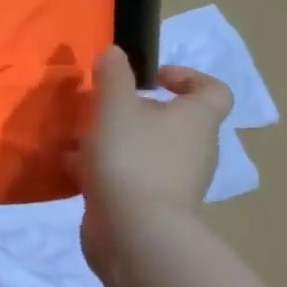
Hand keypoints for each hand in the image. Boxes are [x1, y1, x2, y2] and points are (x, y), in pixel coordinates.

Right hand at [75, 45, 231, 263]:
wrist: (134, 233)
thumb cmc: (131, 158)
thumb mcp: (114, 105)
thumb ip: (113, 75)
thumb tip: (114, 52)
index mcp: (196, 119)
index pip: (213, 90)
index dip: (186, 77)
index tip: (151, 78)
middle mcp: (194, 149)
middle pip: (171, 121)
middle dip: (133, 111)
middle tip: (101, 107)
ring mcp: (174, 182)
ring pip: (144, 150)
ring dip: (113, 141)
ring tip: (77, 137)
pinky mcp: (149, 207)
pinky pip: (128, 178)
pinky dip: (104, 170)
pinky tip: (73, 168)